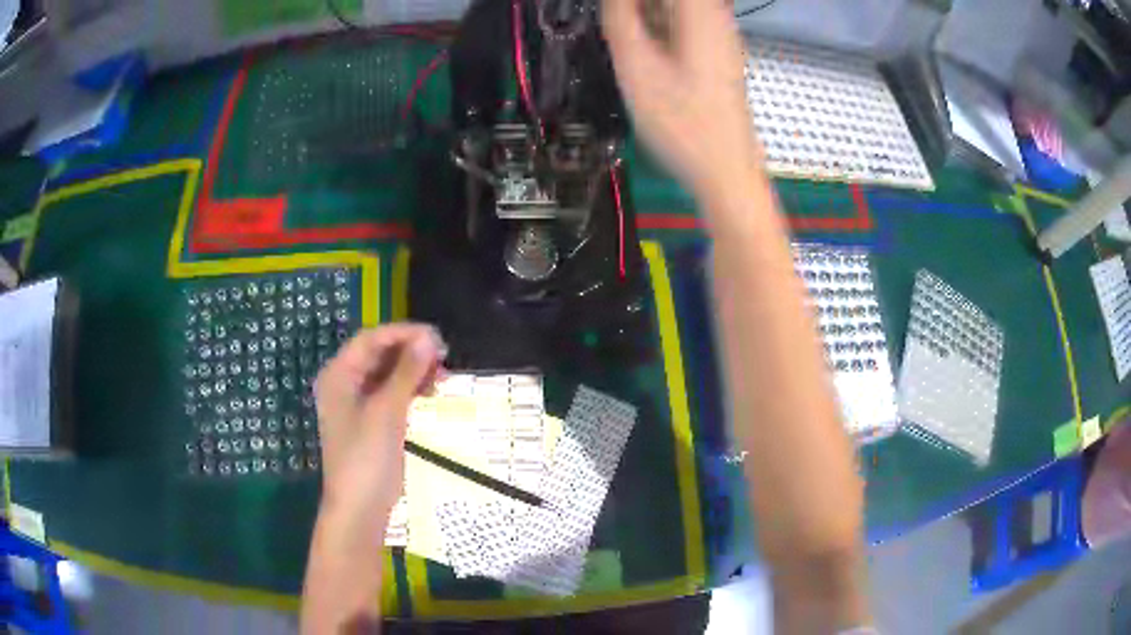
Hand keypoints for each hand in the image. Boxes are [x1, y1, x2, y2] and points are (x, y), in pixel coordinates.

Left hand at [314, 324, 445, 520]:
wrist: (360, 508)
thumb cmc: (366, 457)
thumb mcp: (387, 411)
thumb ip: (407, 372)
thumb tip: (430, 338)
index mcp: (338, 374)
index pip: (371, 339)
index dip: (403, 333)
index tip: (437, 337)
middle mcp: (345, 382)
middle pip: (379, 354)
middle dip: (411, 352)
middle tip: (444, 357)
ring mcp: (357, 403)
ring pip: (387, 373)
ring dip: (413, 370)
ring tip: (442, 376)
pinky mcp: (371, 420)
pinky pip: (391, 393)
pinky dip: (410, 389)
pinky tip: (430, 392)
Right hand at [602, 0, 758, 197]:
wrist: (725, 171)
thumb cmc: (681, 123)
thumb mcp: (637, 67)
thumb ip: (619, 19)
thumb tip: (612, 0)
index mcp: (700, 12)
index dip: (630, 1)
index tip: (612, 12)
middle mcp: (716, 17)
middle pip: (676, 0)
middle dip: (636, 7)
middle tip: (616, 27)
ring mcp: (720, 37)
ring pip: (678, 9)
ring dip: (646, 14)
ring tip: (624, 34)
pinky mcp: (717, 55)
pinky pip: (685, 24)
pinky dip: (660, 26)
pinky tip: (644, 47)